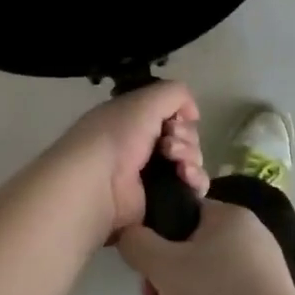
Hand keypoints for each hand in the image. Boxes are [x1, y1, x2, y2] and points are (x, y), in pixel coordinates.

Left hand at [50, 81, 208, 238]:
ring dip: (191, 157)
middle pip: (185, 138)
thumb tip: (192, 112)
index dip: (180, 116)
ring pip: (191, 162)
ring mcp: (152, 175)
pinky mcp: (161, 200)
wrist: (98, 182)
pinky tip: (187, 178)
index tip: (174, 122)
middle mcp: (142, 146)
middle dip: (186, 138)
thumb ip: (175, 94)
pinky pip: (192, 188)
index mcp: (134, 120)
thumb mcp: (144, 100)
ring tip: (177, 164)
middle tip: (168, 145)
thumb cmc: (116, 135)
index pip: (172, 115)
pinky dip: (196, 181)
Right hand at [117, 200, 294, 294]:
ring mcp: (252, 281)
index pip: (182, 212)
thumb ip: (136, 242)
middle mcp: (245, 244)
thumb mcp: (163, 265)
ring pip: (193, 286)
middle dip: (159, 284)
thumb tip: (128, 233)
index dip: (154, 235)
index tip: (141, 263)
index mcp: (230, 219)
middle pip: (183, 254)